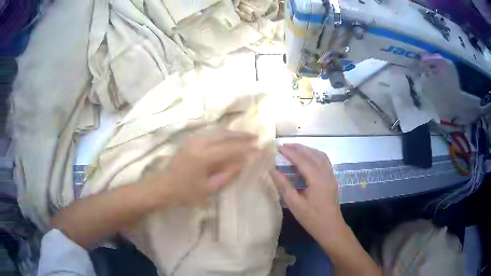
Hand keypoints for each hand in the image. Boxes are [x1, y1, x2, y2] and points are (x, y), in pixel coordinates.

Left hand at [151, 130, 258, 206]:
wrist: (162, 187)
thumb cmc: (185, 192)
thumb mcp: (209, 189)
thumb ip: (227, 175)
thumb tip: (243, 162)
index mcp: (203, 157)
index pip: (229, 149)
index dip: (245, 148)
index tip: (259, 148)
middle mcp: (198, 143)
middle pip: (224, 134)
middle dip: (241, 135)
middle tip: (255, 137)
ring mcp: (192, 140)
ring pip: (217, 131)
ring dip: (232, 132)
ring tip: (246, 136)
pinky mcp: (189, 140)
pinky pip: (210, 133)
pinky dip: (222, 133)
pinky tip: (229, 137)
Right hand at [272, 144, 343, 238]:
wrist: (331, 228)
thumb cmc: (312, 218)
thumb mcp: (295, 204)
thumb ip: (284, 186)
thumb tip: (273, 170)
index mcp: (317, 179)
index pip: (302, 160)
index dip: (290, 152)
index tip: (278, 147)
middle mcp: (326, 174)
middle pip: (312, 154)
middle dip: (298, 148)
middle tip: (284, 146)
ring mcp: (331, 175)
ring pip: (320, 156)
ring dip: (307, 150)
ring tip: (294, 149)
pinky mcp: (332, 179)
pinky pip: (324, 161)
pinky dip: (315, 155)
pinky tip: (308, 158)